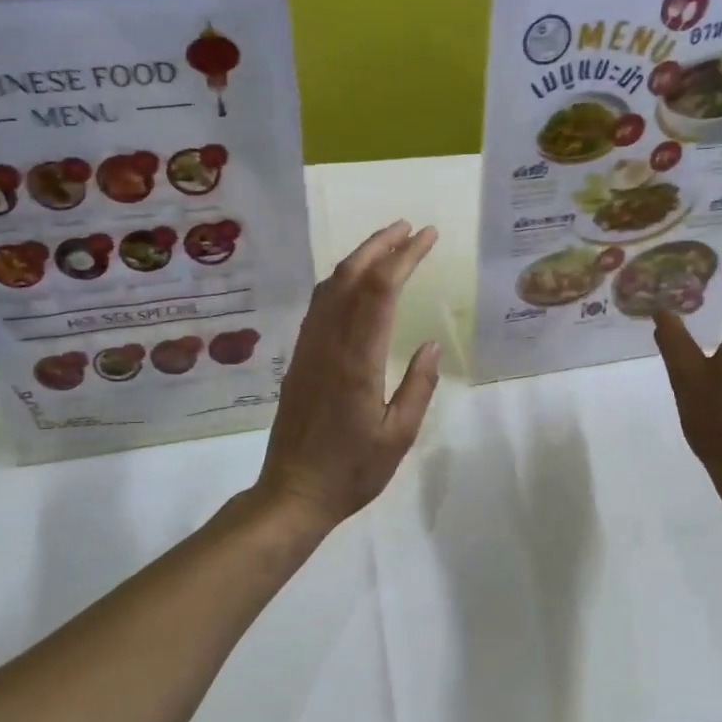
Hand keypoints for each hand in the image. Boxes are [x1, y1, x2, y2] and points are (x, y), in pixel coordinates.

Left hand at [255, 220, 442, 527]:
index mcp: (358, 362)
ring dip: (359, 258)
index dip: (404, 257)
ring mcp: (308, 349)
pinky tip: (354, 283)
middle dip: (380, 245)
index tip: (427, 237)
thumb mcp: (398, 436)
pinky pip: (319, 307)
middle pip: (351, 277)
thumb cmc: (352, 472)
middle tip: (409, 228)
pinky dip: (340, 282)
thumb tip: (429, 343)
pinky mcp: (298, 358)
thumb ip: (418, 386)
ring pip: (330, 287)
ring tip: (387, 244)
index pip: (381, 291)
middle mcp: (329, 344)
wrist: (292, 492)